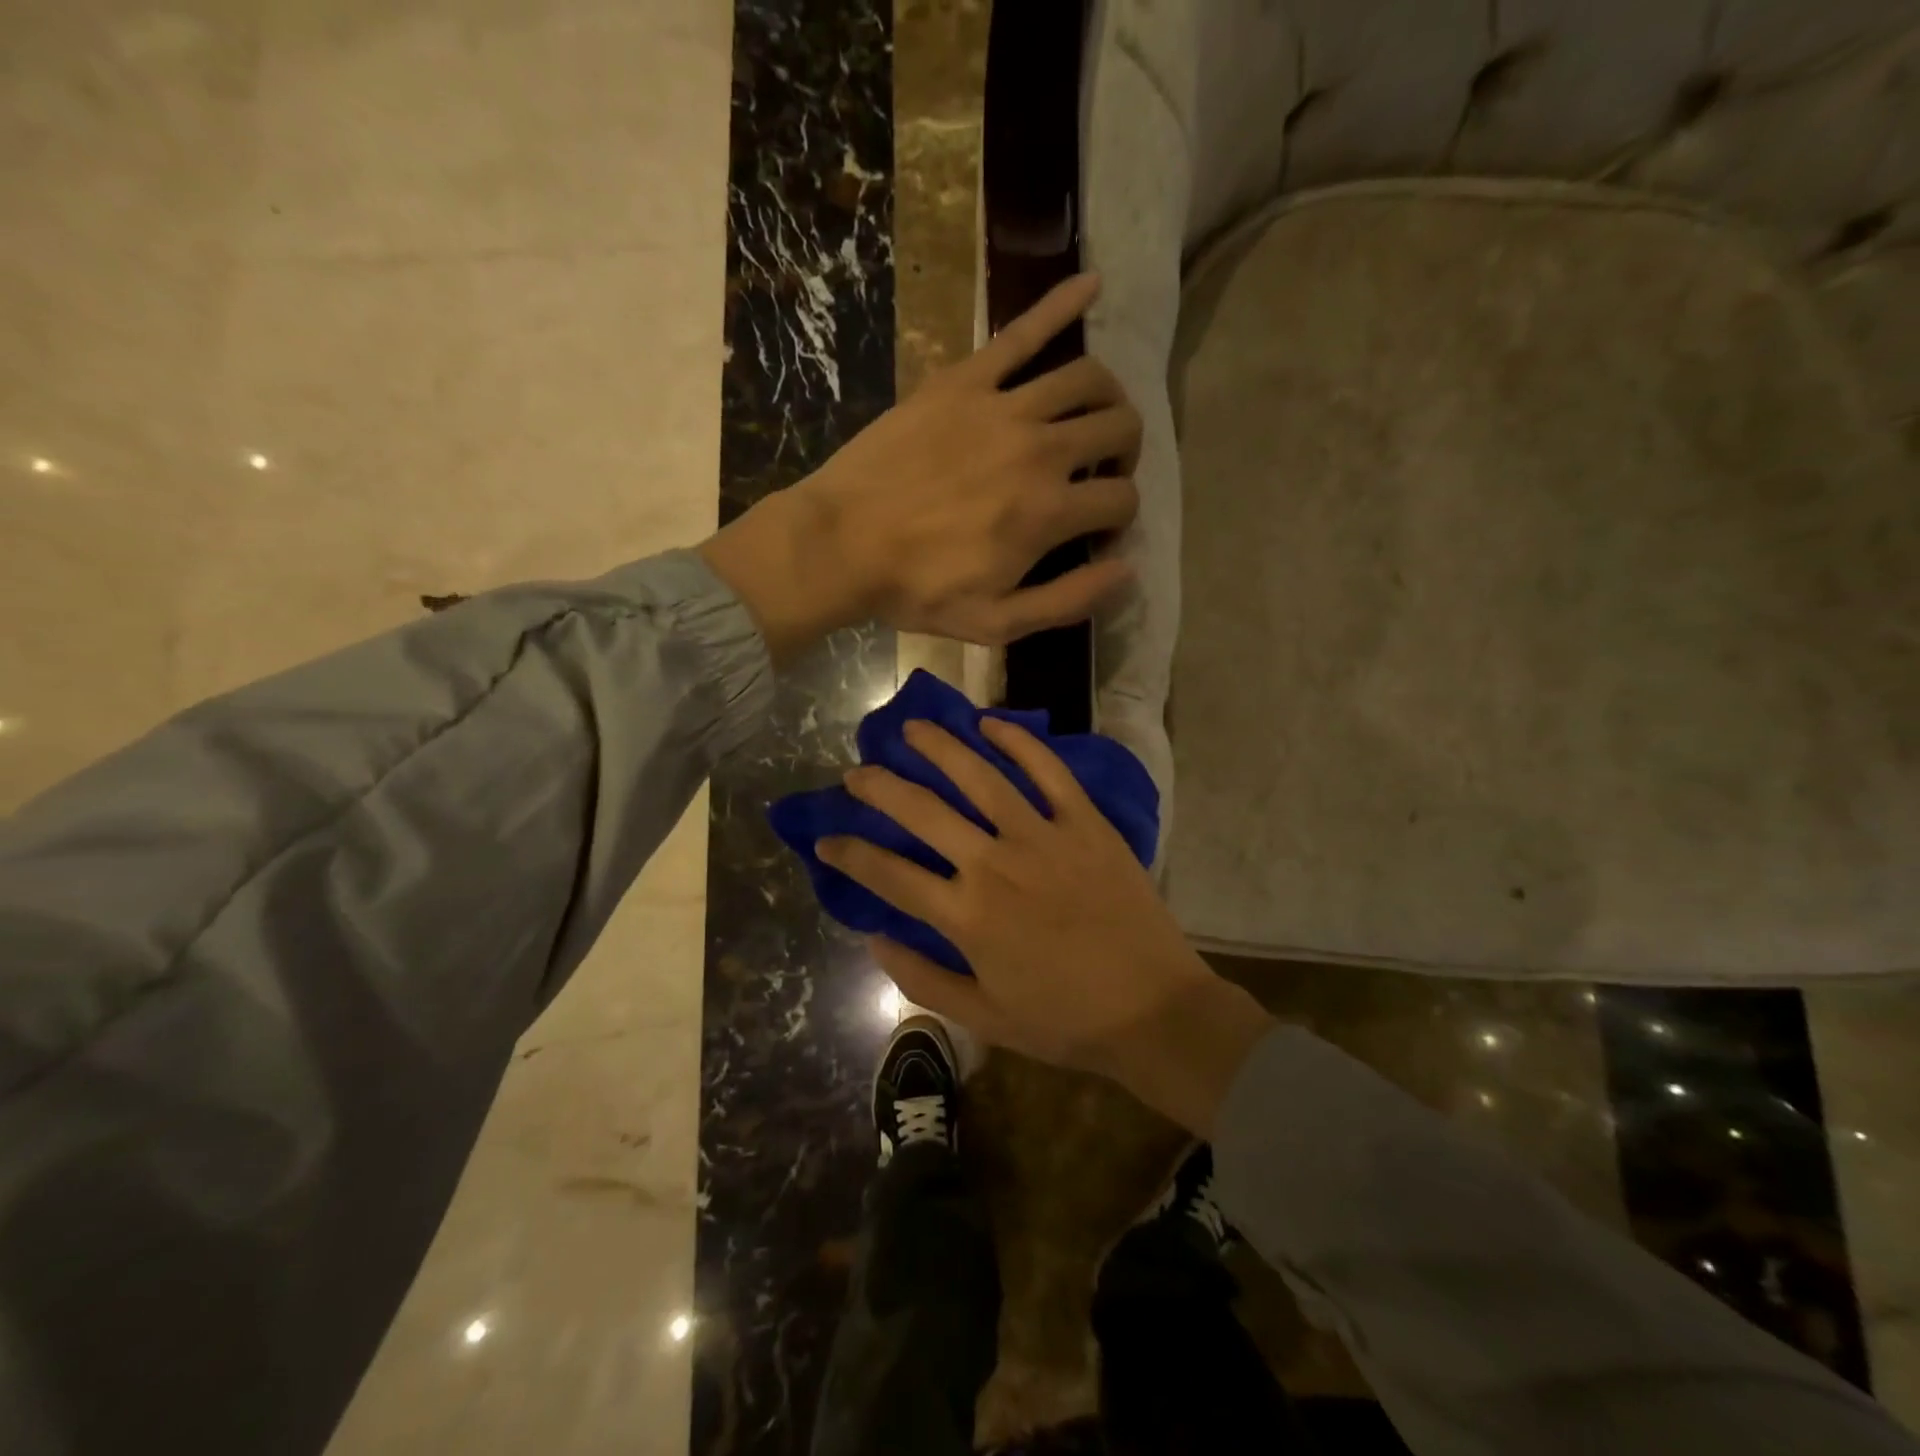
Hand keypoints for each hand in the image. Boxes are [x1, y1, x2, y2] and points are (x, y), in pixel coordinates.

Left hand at [700, 274, 1140, 661]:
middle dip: (1125, 452)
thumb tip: (1127, 569)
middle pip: (1119, 428)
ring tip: (1095, 415)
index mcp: (1050, 511)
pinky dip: (1061, 304)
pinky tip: (1090, 284)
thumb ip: (1068, 600)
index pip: (1122, 498)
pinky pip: (1021, 332)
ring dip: (1108, 397)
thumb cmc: (916, 590)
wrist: (841, 544)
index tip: (1095, 532)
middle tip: (1101, 471)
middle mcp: (1041, 448)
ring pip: (1086, 378)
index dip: (1119, 517)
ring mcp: (1003, 406)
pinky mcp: (964, 380)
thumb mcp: (996, 621)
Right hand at [817, 717, 1273, 1134]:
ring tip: (912, 729)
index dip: (849, 853)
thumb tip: (872, 939)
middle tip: (857, 772)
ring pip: (979, 776)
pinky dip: (1018, 742)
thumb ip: (921, 978)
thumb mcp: (983, 1017)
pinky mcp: (1085, 823)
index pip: (889, 873)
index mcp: (966, 915)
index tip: (825, 838)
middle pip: (924, 811)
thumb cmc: (1064, 1020)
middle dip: (880, 788)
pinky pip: (1047, 771)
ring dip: (940, 748)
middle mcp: (995, 864)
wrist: (1154, 1010)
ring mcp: (1043, 836)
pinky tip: (990, 723)